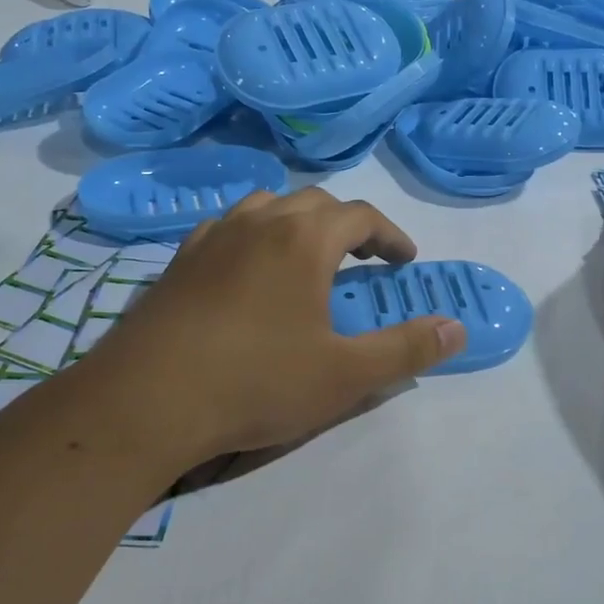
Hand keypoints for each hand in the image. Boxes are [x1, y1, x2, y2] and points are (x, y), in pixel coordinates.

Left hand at [66, 188, 465, 472]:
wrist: (145, 401)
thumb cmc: (256, 382)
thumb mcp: (346, 375)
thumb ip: (407, 349)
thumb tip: (458, 329)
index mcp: (304, 239)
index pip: (361, 215)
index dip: (390, 235)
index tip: (404, 261)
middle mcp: (259, 222)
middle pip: (315, 202)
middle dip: (347, 224)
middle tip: (364, 259)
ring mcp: (212, 236)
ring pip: (266, 206)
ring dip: (297, 223)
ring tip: (307, 258)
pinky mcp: (179, 260)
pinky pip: (228, 228)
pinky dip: (253, 236)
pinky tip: (248, 272)